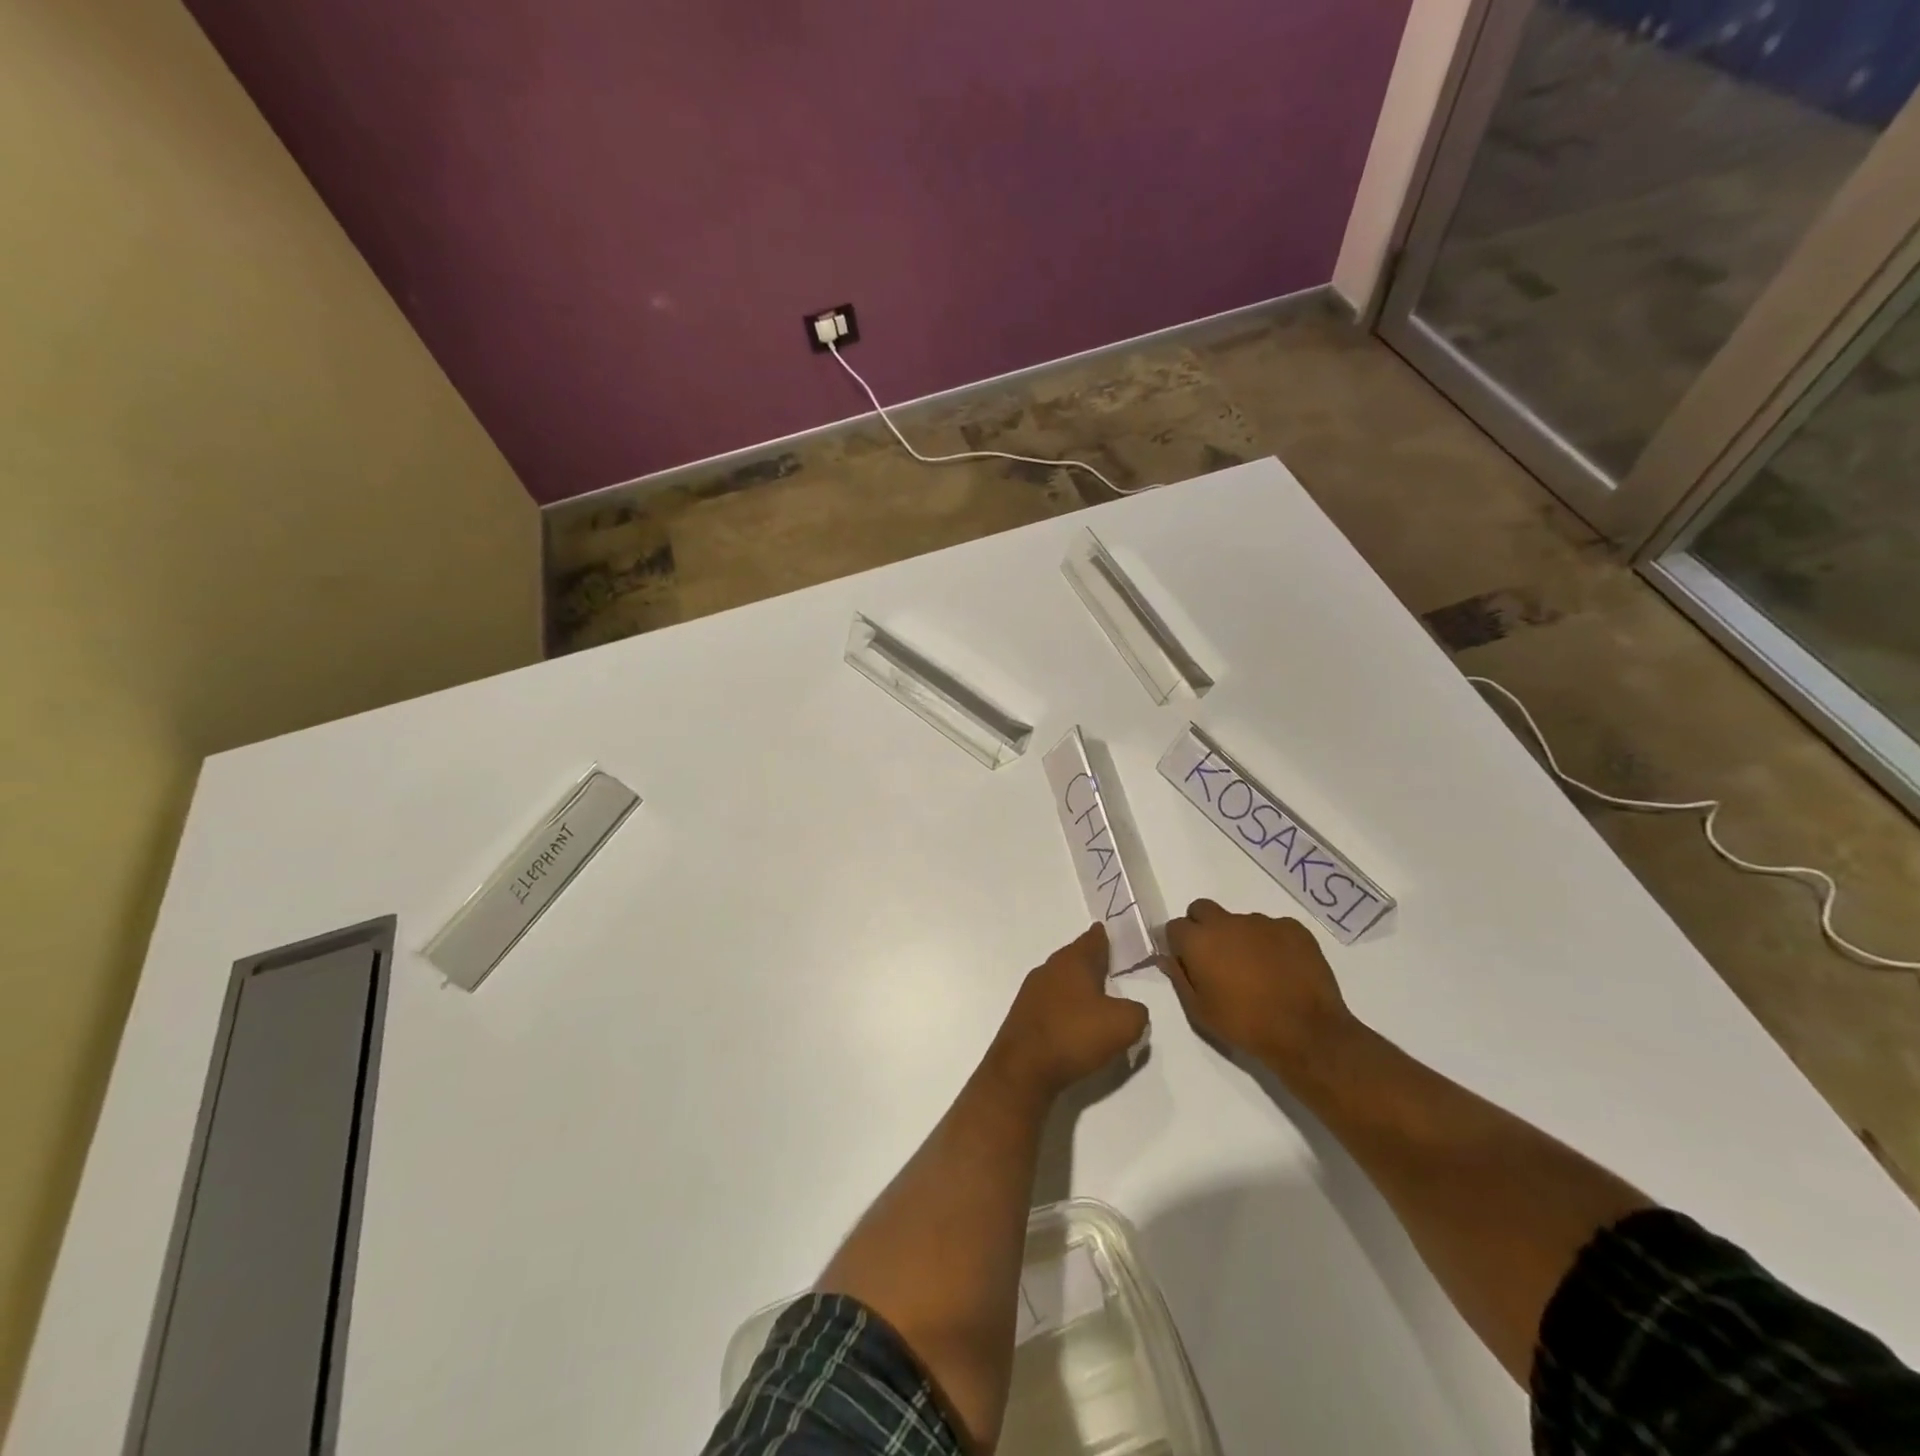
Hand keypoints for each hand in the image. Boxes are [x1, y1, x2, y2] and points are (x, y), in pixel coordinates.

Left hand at [988, 924, 1149, 1099]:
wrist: (1023, 1069)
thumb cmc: (1074, 1035)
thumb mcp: (1124, 1024)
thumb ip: (1137, 1011)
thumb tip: (1131, 1009)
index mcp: (1073, 961)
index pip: (1093, 939)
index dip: (1104, 936)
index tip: (1110, 933)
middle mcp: (1049, 968)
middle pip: (1075, 959)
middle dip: (1092, 963)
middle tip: (1111, 969)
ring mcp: (1032, 992)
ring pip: (1062, 981)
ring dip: (1078, 988)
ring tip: (1098, 1000)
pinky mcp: (1024, 1016)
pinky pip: (1052, 1004)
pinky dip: (1066, 1009)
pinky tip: (1075, 1024)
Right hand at [1165, 899, 1351, 1069]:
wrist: (1308, 1033)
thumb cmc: (1245, 1025)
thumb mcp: (1200, 1011)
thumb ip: (1179, 978)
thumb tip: (1168, 958)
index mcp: (1198, 941)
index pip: (1175, 927)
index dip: (1179, 944)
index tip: (1188, 963)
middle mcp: (1227, 922)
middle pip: (1202, 909)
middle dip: (1203, 927)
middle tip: (1216, 959)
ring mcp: (1262, 922)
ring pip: (1239, 921)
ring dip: (1239, 938)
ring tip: (1257, 970)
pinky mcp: (1293, 928)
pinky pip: (1273, 928)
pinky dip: (1271, 943)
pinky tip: (1282, 969)